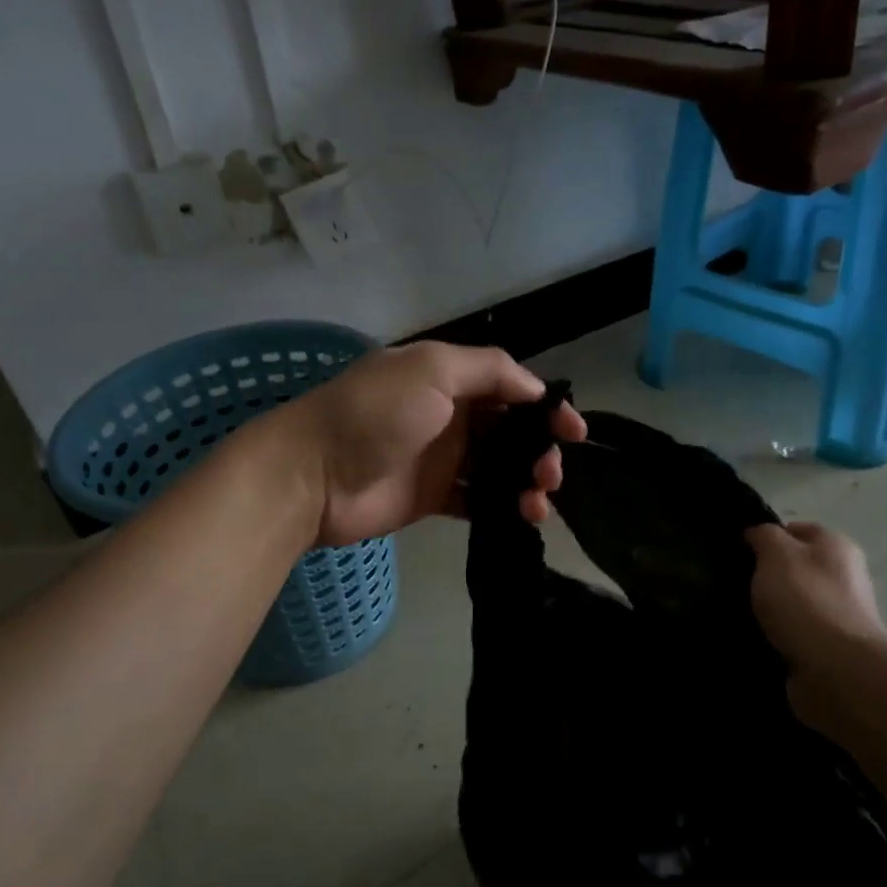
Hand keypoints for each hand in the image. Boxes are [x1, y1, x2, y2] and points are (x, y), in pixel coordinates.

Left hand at [284, 341, 586, 545]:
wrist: (312, 476)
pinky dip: (503, 506)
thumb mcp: (431, 370)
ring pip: (500, 468)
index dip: (545, 407)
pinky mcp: (433, 497)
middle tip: (551, 474)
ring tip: (537, 503)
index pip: (510, 388)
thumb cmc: (374, 415)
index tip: (573, 432)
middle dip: (541, 449)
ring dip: (527, 482)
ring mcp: (442, 459)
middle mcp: (449, 415)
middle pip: (511, 431)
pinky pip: (479, 499)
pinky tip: (520, 517)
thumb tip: (534, 387)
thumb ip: (488, 370)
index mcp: (448, 378)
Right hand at [746, 522, 886, 667]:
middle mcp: (843, 578)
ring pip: (791, 604)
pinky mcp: (828, 650)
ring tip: (736, 616)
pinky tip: (753, 641)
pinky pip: (792, 636)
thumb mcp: (776, 554)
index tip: (738, 552)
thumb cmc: (806, 601)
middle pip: (794, 569)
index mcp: (836, 547)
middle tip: (733, 584)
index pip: (795, 530)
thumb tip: (757, 534)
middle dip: (765, 577)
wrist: (837, 671)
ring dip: (768, 611)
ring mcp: (838, 617)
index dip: (766, 538)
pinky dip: (774, 639)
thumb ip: (764, 536)